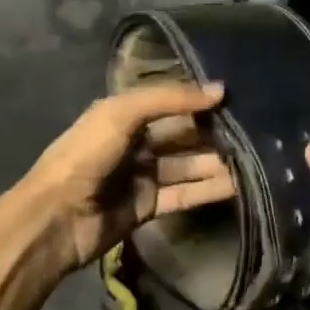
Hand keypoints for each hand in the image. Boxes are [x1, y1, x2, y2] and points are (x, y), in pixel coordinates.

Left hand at [19, 83, 234, 271]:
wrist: (56, 218)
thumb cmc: (86, 155)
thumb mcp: (124, 114)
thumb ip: (171, 99)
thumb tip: (220, 91)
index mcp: (125, 114)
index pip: (170, 102)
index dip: (199, 99)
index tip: (235, 96)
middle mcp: (136, 141)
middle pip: (182, 134)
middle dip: (213, 132)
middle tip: (254, 130)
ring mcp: (143, 175)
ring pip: (187, 165)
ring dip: (216, 161)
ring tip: (254, 158)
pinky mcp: (149, 206)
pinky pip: (184, 194)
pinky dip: (208, 189)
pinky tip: (237, 184)